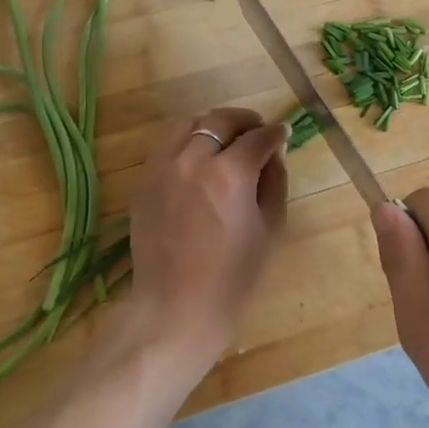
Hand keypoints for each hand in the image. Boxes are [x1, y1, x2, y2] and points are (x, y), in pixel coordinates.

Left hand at [124, 107, 288, 369]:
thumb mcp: (270, 226)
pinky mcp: (144, 182)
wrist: (178, 307)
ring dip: (212, 125)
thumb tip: (274, 152)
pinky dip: (185, 141)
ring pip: (188, 124)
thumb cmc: (234, 275)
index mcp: (231, 173)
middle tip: (258, 131)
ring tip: (225, 139)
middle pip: (220, 120)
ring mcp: (162, 168)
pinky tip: (198, 157)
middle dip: (245, 121)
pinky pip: (166, 145)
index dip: (276, 133)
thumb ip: (275, 180)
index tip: (284, 135)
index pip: (258, 137)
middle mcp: (193, 160)